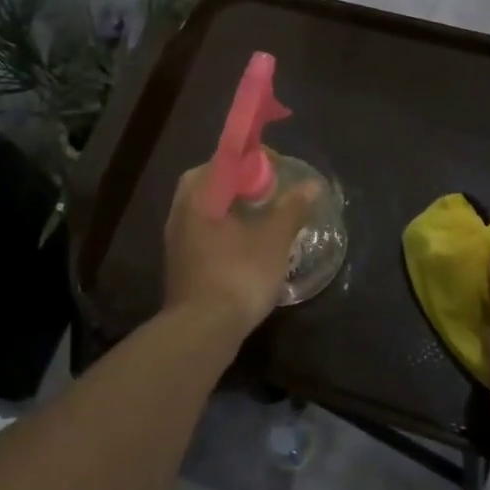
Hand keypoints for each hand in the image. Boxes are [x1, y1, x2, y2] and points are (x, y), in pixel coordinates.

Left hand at [162, 160, 316, 340]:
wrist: (202, 332)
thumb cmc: (238, 275)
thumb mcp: (274, 239)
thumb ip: (292, 208)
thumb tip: (312, 186)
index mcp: (199, 196)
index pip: (223, 159)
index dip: (252, 158)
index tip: (277, 167)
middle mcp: (181, 211)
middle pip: (212, 181)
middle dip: (241, 181)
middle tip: (268, 190)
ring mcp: (177, 239)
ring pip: (207, 207)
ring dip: (234, 206)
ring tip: (264, 215)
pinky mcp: (182, 262)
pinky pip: (205, 230)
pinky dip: (226, 227)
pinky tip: (249, 243)